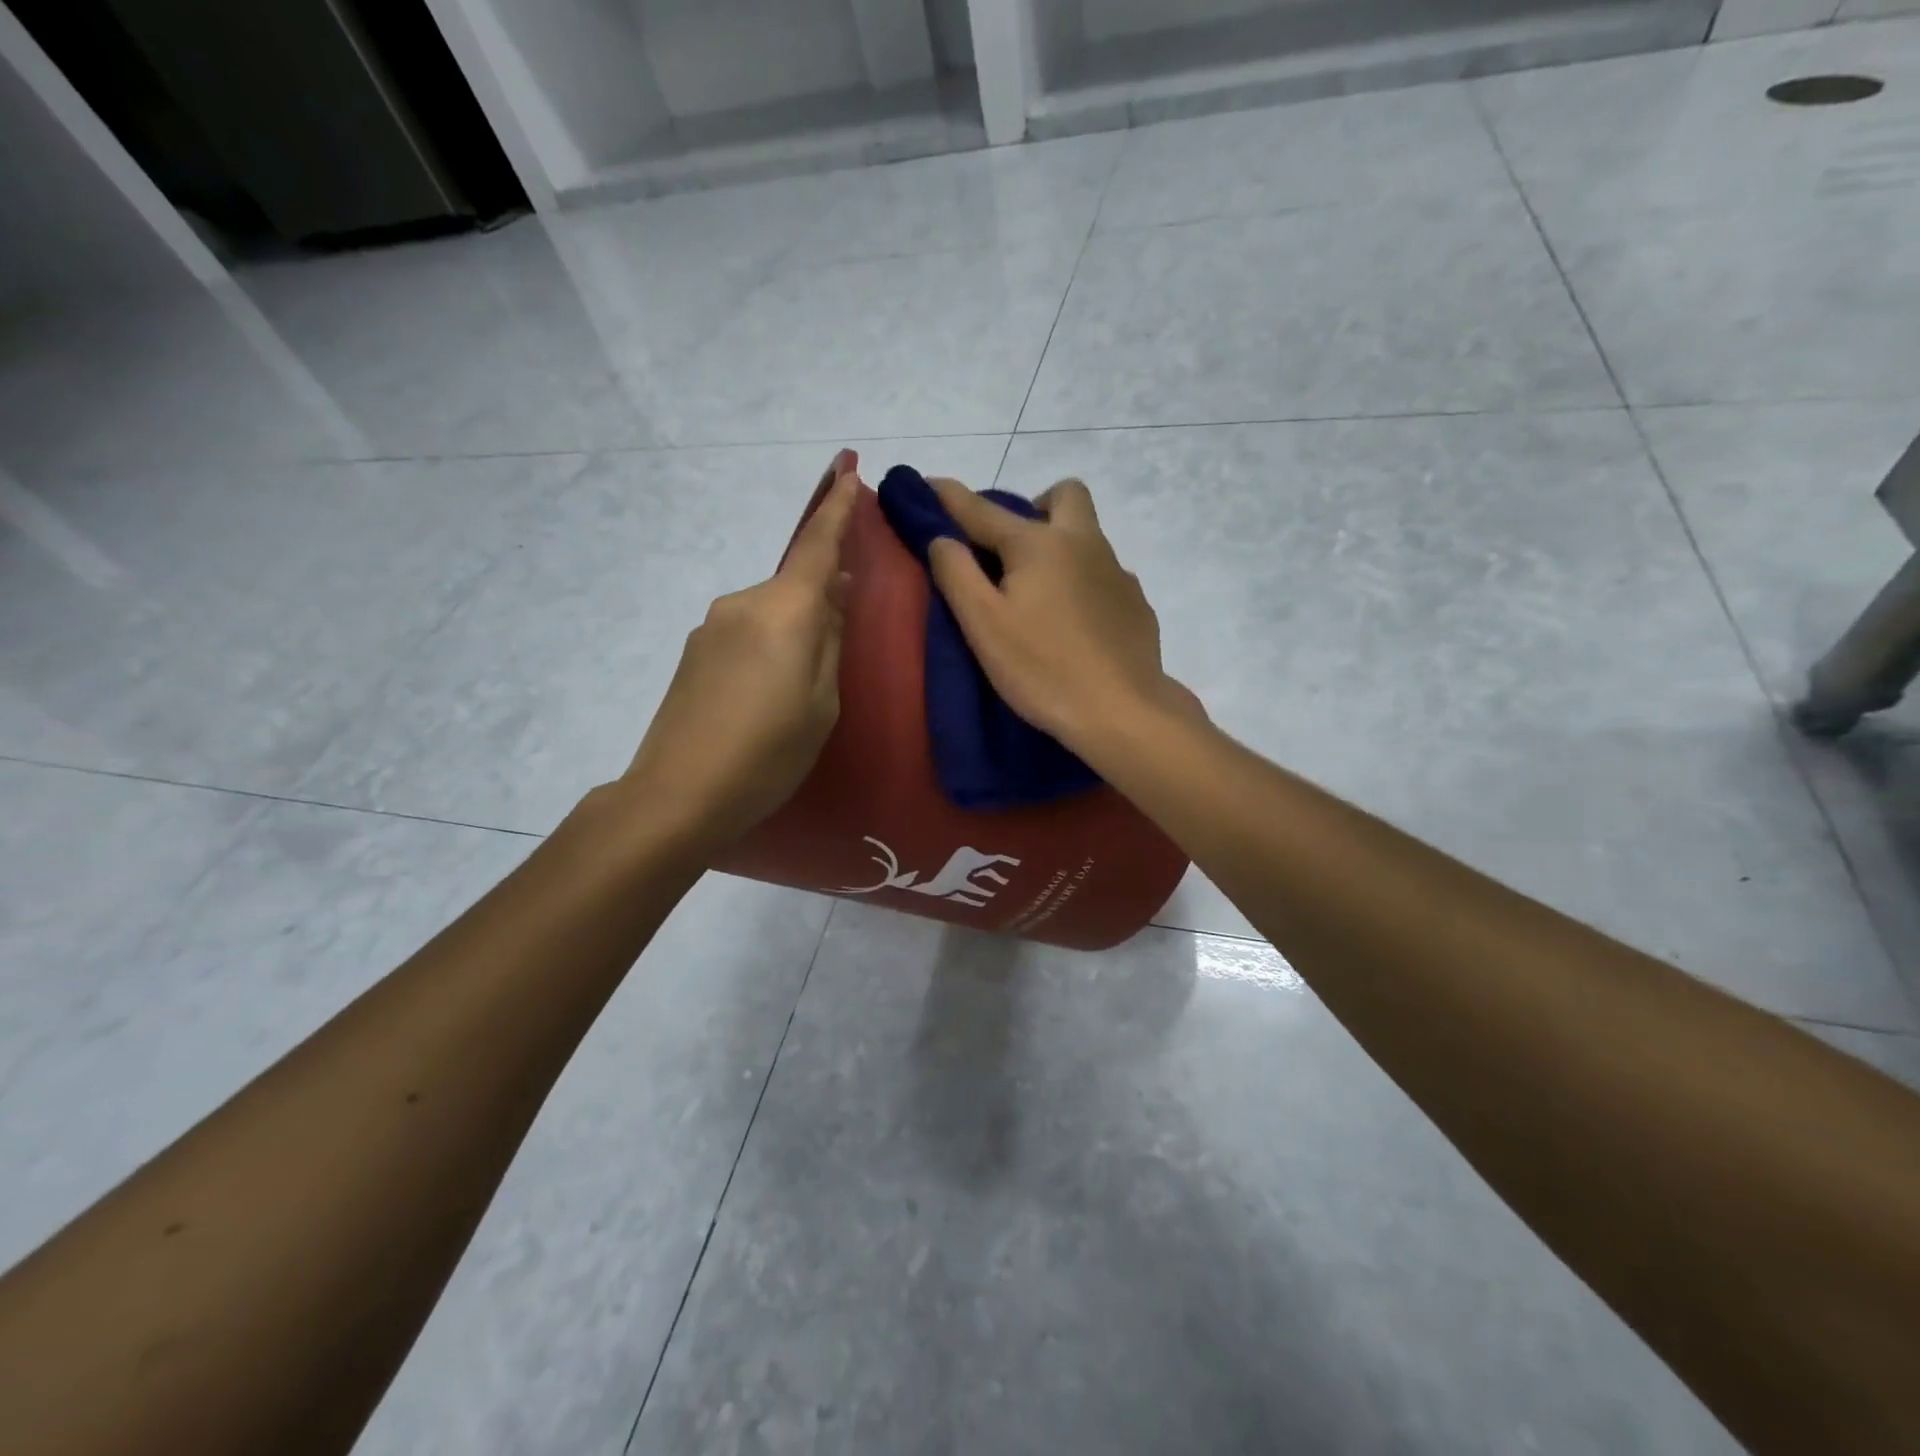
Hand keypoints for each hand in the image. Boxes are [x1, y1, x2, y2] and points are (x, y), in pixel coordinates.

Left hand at [624, 453, 858, 849]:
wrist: (678, 794)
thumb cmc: (769, 754)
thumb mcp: (822, 704)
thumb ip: (830, 641)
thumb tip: (832, 595)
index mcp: (786, 611)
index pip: (817, 545)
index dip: (836, 506)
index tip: (847, 465)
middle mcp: (744, 603)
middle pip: (795, 587)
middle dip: (821, 602)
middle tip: (838, 649)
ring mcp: (712, 626)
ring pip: (770, 614)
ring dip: (791, 633)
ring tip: (798, 690)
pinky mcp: (694, 651)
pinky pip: (746, 633)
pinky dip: (767, 648)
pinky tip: (766, 695)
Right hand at [927, 477, 1182, 754]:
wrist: (1122, 712)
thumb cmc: (1042, 669)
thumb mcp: (983, 624)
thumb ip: (956, 573)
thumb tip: (942, 537)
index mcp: (1040, 544)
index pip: (982, 510)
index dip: (949, 497)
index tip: (927, 485)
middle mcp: (1085, 543)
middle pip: (1064, 496)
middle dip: (1034, 507)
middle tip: (1011, 551)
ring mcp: (1118, 573)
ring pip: (1088, 537)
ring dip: (1060, 547)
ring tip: (1040, 598)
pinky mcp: (1137, 605)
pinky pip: (1104, 576)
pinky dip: (1083, 585)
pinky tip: (1074, 626)